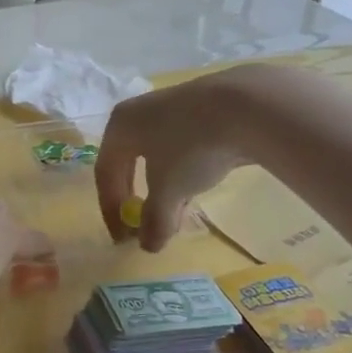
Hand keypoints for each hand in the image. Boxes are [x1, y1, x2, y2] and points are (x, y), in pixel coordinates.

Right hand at [97, 68, 263, 251]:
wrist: (246, 105)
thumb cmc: (190, 147)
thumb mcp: (169, 191)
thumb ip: (155, 219)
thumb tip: (148, 246)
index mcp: (120, 126)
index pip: (105, 173)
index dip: (111, 209)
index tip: (124, 238)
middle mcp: (139, 112)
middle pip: (128, 163)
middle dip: (135, 198)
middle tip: (142, 225)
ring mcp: (172, 107)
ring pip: (157, 156)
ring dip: (162, 188)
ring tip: (175, 213)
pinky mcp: (202, 108)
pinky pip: (181, 147)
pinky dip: (183, 172)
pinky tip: (198, 187)